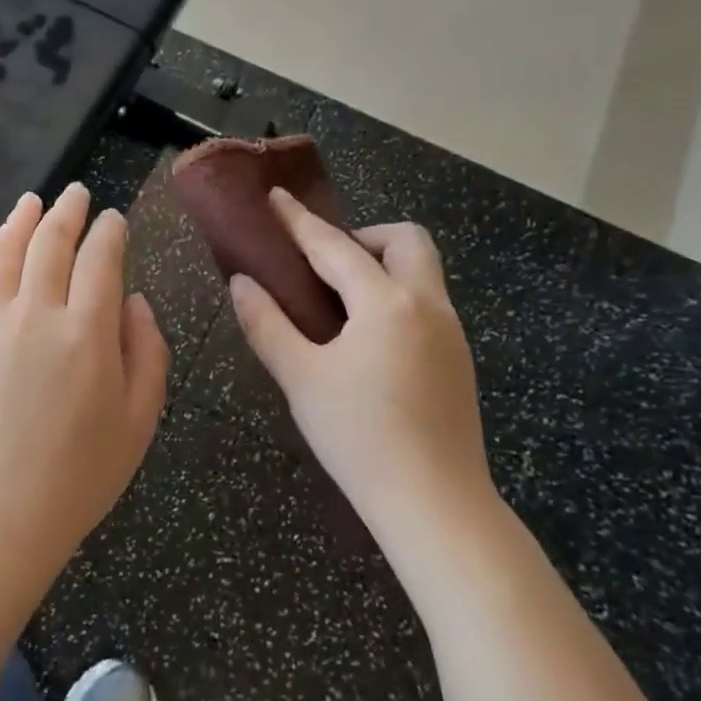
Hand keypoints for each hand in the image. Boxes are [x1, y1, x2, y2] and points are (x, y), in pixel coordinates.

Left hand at [0, 183, 169, 583]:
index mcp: (87, 330)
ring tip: (30, 201)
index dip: (110, 231)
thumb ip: (146, 350)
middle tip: (76, 193)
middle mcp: (36, 313)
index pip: (101, 258)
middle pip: (50, 244)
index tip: (116, 219)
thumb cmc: (83, 472)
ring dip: (18, 222)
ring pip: (3, 255)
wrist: (2, 512)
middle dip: (67, 212)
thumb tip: (132, 300)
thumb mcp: (140, 418)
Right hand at [228, 190, 496, 552]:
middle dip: (362, 236)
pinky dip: (393, 297)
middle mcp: (428, 305)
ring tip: (336, 303)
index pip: (334, 246)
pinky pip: (426, 303)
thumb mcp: (300, 377)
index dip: (299, 221)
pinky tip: (364, 339)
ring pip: (421, 272)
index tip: (275, 197)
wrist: (434, 503)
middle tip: (322, 266)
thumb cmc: (358, 435)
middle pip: (405, 240)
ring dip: (380, 266)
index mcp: (386, 303)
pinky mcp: (458, 360)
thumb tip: (242, 282)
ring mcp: (451, 333)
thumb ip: (266, 323)